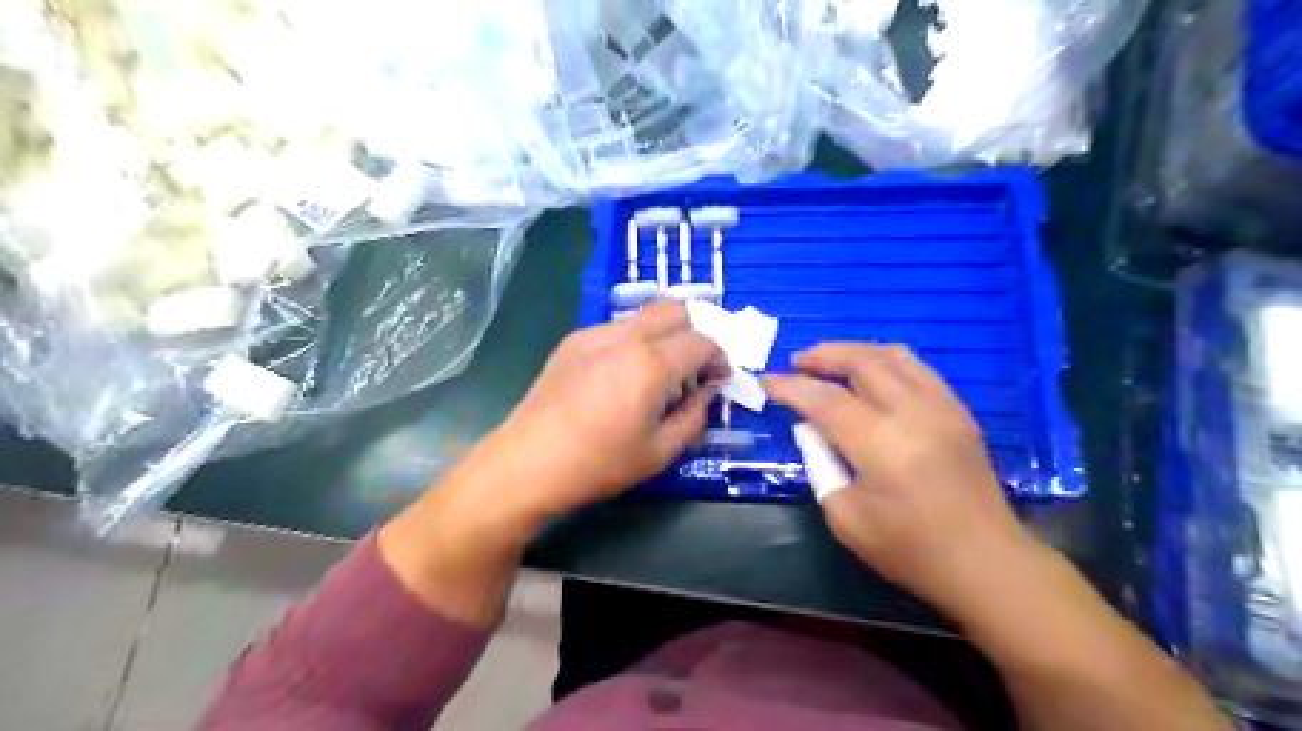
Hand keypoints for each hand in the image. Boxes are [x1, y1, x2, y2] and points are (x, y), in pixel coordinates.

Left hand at [473, 301, 727, 521]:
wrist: (527, 463)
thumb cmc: (598, 464)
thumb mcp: (659, 452)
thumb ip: (694, 418)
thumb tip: (705, 394)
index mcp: (651, 364)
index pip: (702, 342)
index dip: (719, 359)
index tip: (717, 381)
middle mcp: (625, 337)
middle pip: (675, 310)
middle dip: (693, 334)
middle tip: (690, 370)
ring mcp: (593, 334)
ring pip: (644, 316)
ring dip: (662, 337)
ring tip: (654, 376)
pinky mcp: (571, 341)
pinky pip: (616, 328)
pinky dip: (633, 342)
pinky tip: (619, 377)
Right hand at [764, 342, 1039, 611]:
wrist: (987, 563)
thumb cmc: (911, 550)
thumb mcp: (846, 518)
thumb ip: (822, 467)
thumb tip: (811, 430)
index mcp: (883, 445)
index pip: (826, 400)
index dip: (792, 387)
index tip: (767, 381)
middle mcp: (914, 414)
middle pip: (862, 362)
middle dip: (823, 355)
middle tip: (797, 361)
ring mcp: (943, 408)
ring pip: (894, 356)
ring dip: (855, 351)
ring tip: (829, 360)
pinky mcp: (959, 412)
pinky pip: (918, 368)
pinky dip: (885, 361)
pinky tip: (870, 374)